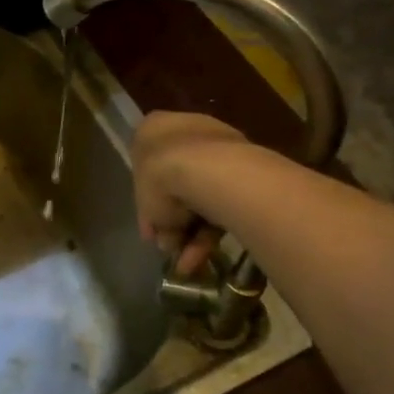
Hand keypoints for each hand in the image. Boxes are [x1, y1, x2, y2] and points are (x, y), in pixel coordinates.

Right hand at [131, 110, 251, 273]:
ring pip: (202, 195)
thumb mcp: (146, 205)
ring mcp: (219, 147)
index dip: (148, 201)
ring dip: (193, 232)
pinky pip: (223, 200)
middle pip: (177, 182)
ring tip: (186, 264)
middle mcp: (187, 131)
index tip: (151, 228)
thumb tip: (164, 240)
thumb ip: (155, 222)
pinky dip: (212, 231)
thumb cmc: (162, 178)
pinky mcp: (246, 169)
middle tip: (169, 246)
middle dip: (175, 219)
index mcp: (154, 129)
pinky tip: (201, 258)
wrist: (210, 173)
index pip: (146, 164)